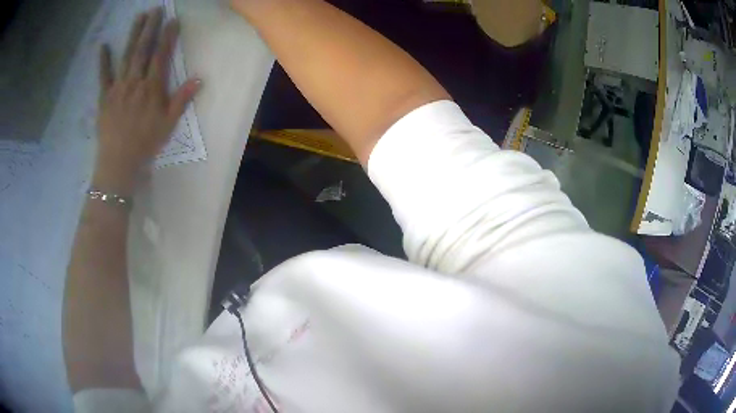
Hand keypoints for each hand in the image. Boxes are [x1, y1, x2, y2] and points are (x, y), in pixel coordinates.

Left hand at [94, 7, 200, 194]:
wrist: (118, 163)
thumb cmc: (145, 144)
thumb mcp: (168, 125)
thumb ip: (181, 100)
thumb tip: (199, 79)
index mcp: (151, 88)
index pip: (161, 56)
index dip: (168, 36)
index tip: (173, 20)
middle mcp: (135, 82)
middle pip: (143, 50)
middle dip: (151, 27)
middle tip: (156, 9)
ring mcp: (118, 87)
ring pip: (126, 56)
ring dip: (133, 34)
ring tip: (139, 17)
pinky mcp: (104, 97)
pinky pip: (103, 75)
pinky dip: (103, 60)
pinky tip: (103, 46)